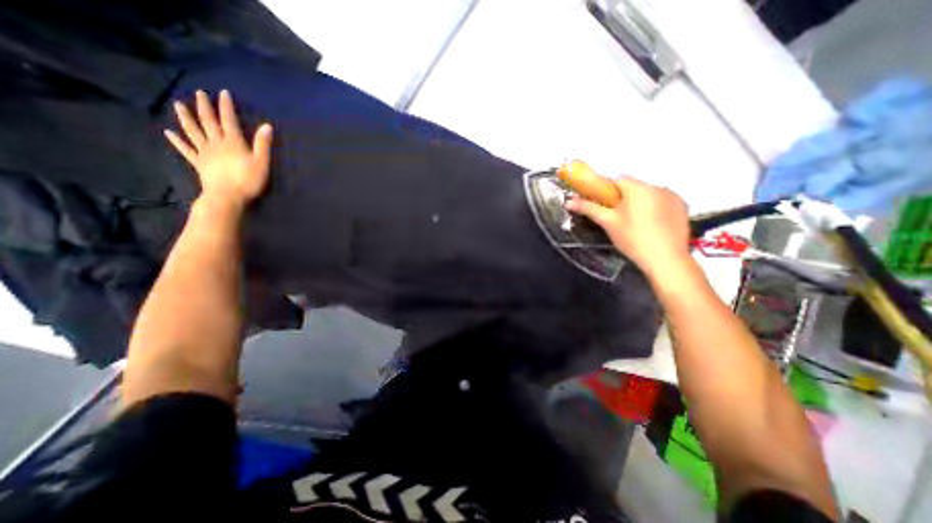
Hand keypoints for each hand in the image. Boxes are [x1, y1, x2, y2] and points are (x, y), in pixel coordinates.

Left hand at [165, 89, 273, 206]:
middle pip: (208, 122)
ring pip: (193, 131)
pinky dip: (177, 140)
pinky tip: (168, 132)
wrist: (227, 196)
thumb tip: (267, 126)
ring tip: (178, 105)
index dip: (226, 106)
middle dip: (204, 107)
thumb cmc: (248, 180)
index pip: (229, 120)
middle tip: (199, 93)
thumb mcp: (261, 162)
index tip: (223, 93)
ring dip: (186, 117)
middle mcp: (216, 143)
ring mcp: (204, 152)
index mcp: (233, 142)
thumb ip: (263, 144)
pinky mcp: (198, 163)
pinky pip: (186, 149)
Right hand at [564, 175, 694, 278]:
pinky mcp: (683, 207)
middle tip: (617, 218)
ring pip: (648, 194)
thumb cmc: (632, 239)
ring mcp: (673, 196)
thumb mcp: (608, 223)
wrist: (666, 260)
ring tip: (635, 224)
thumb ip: (589, 209)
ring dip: (639, 202)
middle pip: (634, 186)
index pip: (617, 179)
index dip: (607, 190)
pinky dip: (655, 208)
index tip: (603, 205)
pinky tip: (652, 225)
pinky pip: (663, 201)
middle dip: (623, 198)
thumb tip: (569, 202)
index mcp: (637, 188)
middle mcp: (658, 186)